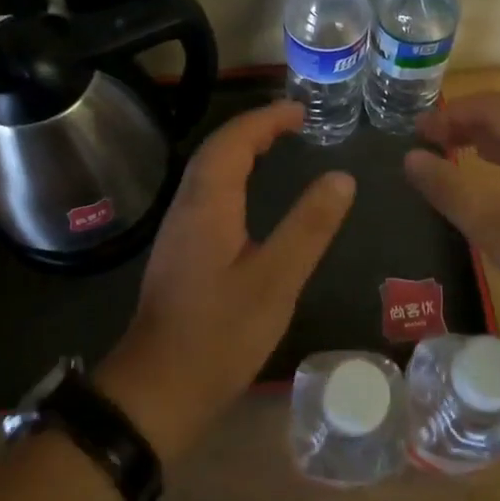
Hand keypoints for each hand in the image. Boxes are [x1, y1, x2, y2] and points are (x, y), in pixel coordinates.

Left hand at [100, 101, 354, 460]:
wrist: (158, 390)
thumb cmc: (220, 334)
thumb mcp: (276, 280)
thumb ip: (309, 227)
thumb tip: (341, 178)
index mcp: (208, 203)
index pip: (234, 141)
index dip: (265, 119)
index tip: (300, 110)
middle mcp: (187, 206)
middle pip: (217, 150)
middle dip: (253, 128)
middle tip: (293, 122)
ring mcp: (178, 229)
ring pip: (209, 171)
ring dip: (240, 149)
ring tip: (277, 145)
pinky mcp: (179, 251)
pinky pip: (207, 193)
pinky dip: (233, 176)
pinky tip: (249, 195)